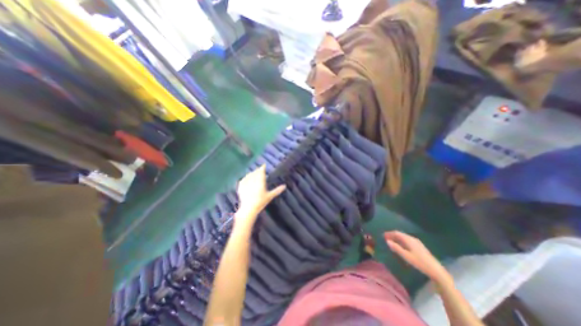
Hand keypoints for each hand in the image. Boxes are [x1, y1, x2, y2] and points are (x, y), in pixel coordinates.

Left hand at [236, 166, 284, 223]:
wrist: (249, 208)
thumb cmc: (261, 202)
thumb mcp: (270, 196)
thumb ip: (277, 190)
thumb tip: (285, 186)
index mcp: (260, 180)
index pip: (261, 171)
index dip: (263, 167)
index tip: (264, 165)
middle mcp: (253, 179)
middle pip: (255, 172)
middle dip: (258, 170)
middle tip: (260, 170)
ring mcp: (246, 182)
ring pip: (249, 175)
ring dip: (252, 173)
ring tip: (254, 174)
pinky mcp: (240, 186)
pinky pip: (243, 179)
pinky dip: (246, 178)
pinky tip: (246, 179)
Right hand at [385, 231, 448, 281]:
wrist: (436, 270)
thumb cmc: (420, 263)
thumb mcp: (406, 256)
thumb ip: (396, 248)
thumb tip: (387, 241)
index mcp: (409, 239)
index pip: (397, 233)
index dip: (389, 233)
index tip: (383, 236)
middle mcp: (412, 239)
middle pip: (400, 234)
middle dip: (393, 236)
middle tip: (386, 239)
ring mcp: (417, 242)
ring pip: (404, 238)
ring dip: (397, 239)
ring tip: (392, 243)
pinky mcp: (419, 247)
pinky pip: (407, 241)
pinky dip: (402, 241)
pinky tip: (401, 246)